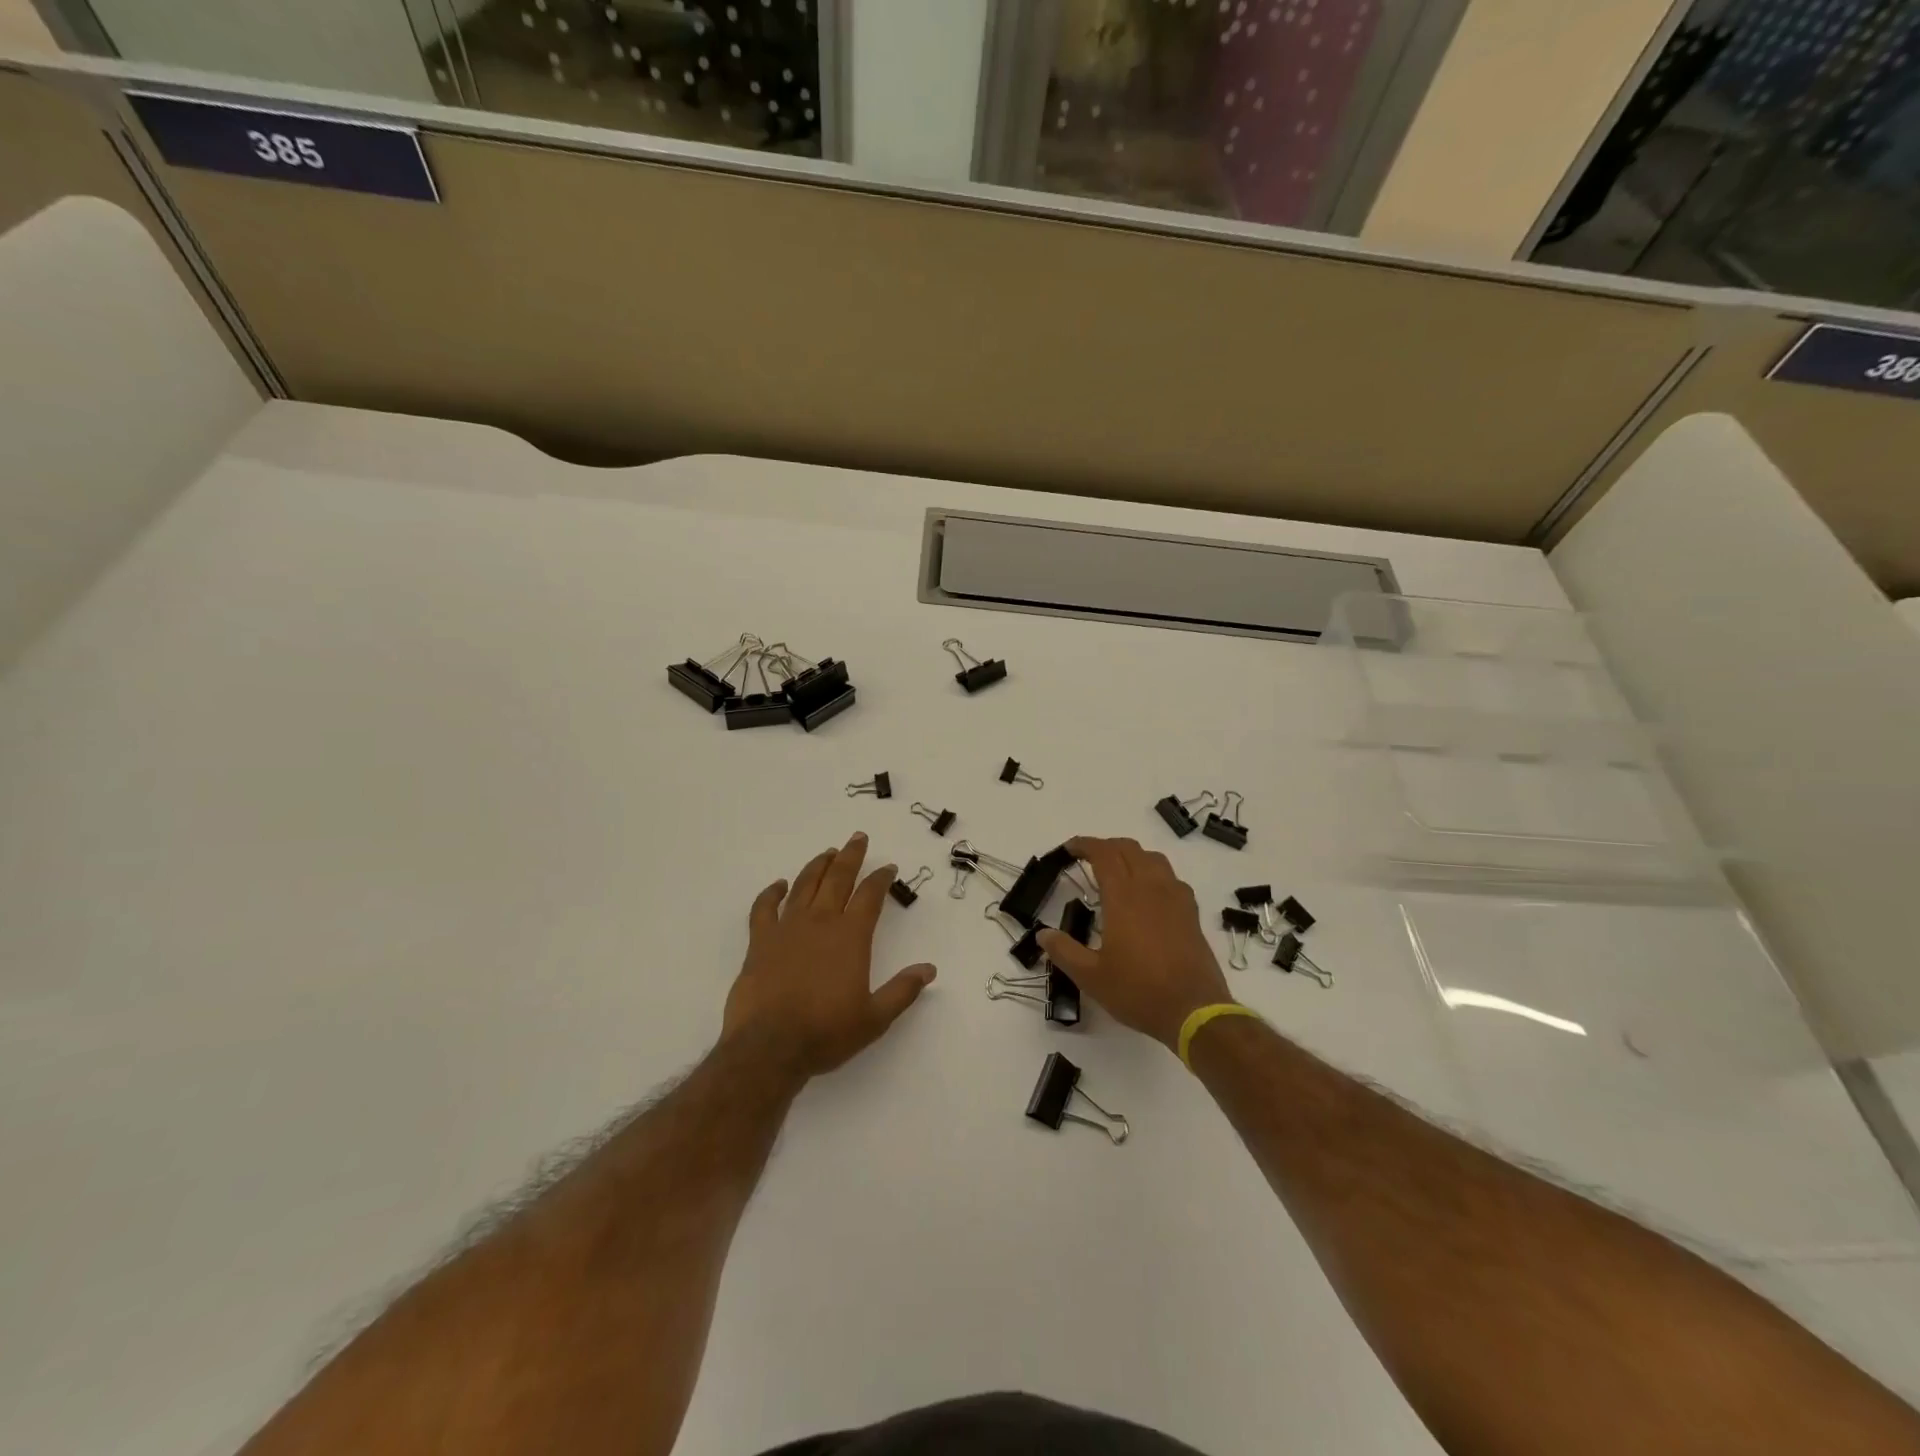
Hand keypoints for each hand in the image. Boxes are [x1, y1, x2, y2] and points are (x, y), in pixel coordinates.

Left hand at [722, 832, 936, 1080]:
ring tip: (827, 852)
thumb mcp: (874, 1018)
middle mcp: (821, 922)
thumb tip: (929, 969)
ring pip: (804, 885)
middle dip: (851, 856)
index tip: (889, 867)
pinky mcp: (760, 941)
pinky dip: (772, 892)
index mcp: (851, 936)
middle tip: (859, 838)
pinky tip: (779, 885)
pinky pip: (764, 907)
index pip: (870, 896)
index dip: (881, 878)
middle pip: (838, 878)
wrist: (769, 1047)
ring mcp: (787, 928)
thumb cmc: (826, 1032)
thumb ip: (902, 991)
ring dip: (817, 865)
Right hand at [1037, 836, 1233, 1050]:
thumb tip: (1043, 935)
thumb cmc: (1138, 991)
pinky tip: (1149, 895)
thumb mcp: (1091, 977)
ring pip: (1154, 859)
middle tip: (1089, 859)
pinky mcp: (1191, 913)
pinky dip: (1155, 874)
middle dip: (1106, 846)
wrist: (1194, 1011)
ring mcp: (1175, 898)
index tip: (1070, 849)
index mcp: (1123, 897)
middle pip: (1129, 849)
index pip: (1104, 854)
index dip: (1085, 845)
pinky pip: (1172, 878)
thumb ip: (1064, 951)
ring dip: (1132, 856)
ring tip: (1119, 871)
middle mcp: (1151, 888)